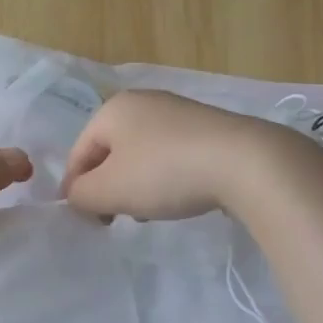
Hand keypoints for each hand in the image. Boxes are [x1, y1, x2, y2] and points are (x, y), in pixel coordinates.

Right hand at [61, 90, 291, 220]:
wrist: (247, 163)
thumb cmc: (165, 172)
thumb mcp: (109, 190)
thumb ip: (80, 195)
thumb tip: (77, 195)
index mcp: (112, 109)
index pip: (78, 153)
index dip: (76, 189)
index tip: (88, 220)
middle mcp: (142, 101)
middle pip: (109, 153)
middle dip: (109, 187)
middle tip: (118, 218)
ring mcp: (178, 111)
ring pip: (140, 155)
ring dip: (137, 185)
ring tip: (151, 211)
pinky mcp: (207, 128)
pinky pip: (171, 155)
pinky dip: (165, 177)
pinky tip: (179, 197)